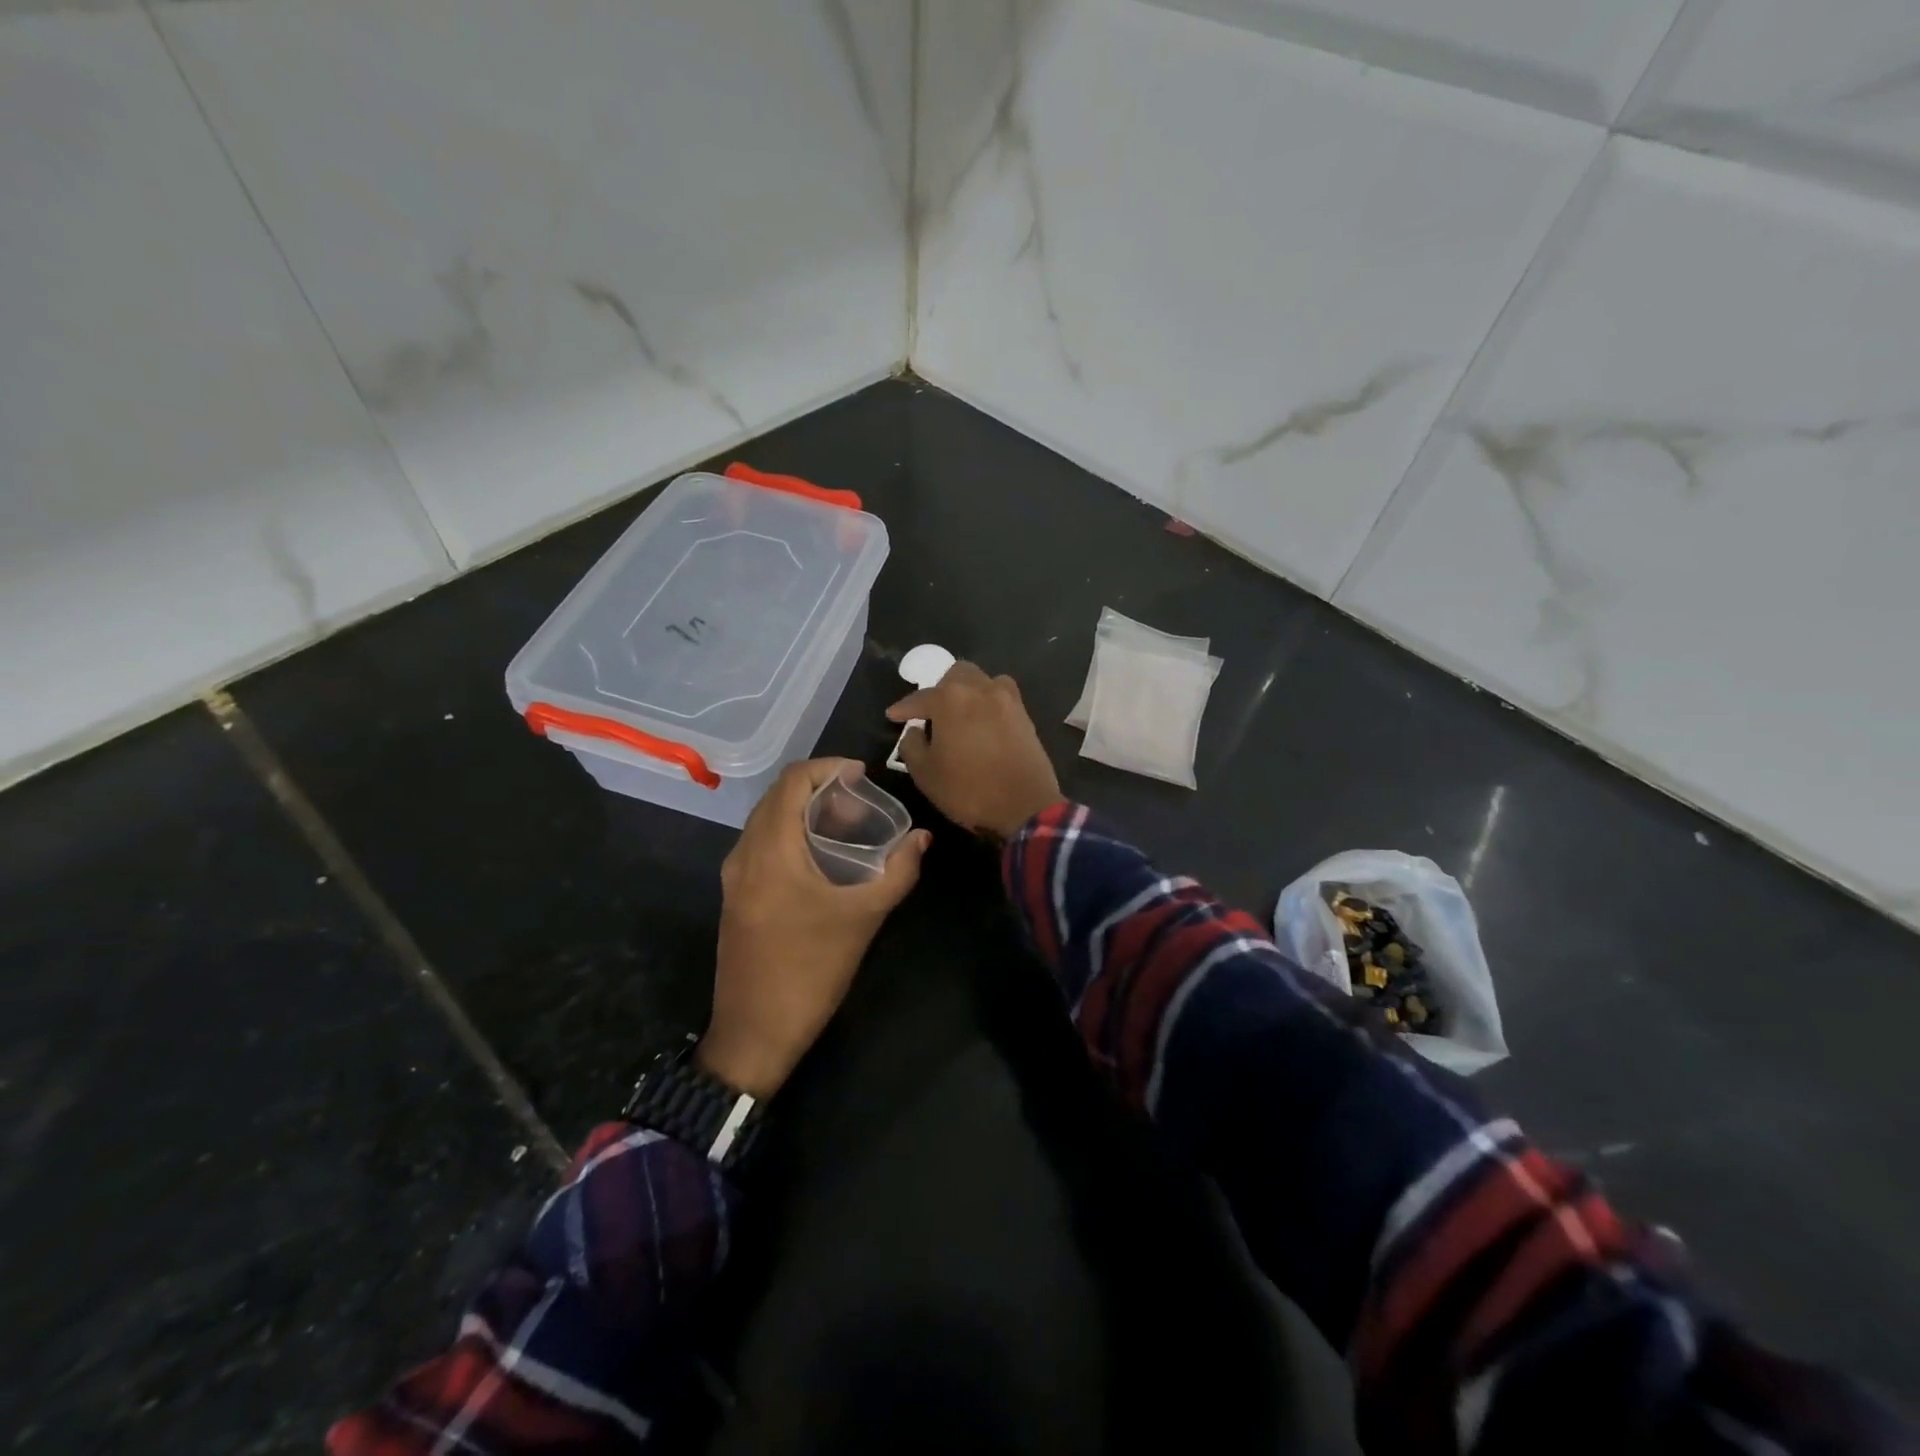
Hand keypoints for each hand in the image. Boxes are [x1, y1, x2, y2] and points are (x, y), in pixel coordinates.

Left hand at [700, 759, 930, 1098]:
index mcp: (771, 851)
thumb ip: (897, 873)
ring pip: (766, 819)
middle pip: (776, 796)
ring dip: (802, 810)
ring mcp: (734, 876)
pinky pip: (761, 843)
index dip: (827, 768)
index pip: (791, 781)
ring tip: (845, 823)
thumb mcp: (863, 919)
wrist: (755, 1033)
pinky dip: (789, 832)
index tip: (862, 775)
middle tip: (859, 800)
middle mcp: (744, 854)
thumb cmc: (811, 971)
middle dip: (818, 787)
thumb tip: (922, 839)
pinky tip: (820, 855)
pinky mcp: (735, 895)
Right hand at [886, 662, 1063, 838]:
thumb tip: (915, 730)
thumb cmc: (968, 790)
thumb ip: (912, 745)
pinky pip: (1002, 696)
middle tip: (931, 712)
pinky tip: (983, 721)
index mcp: (951, 699)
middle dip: (940, 689)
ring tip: (960, 713)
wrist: (1025, 807)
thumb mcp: (925, 773)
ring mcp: (1007, 700)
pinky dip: (988, 702)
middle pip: (956, 675)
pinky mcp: (1025, 715)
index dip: (903, 708)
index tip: (892, 716)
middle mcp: (980, 689)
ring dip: (967, 690)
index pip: (920, 697)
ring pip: (983, 680)